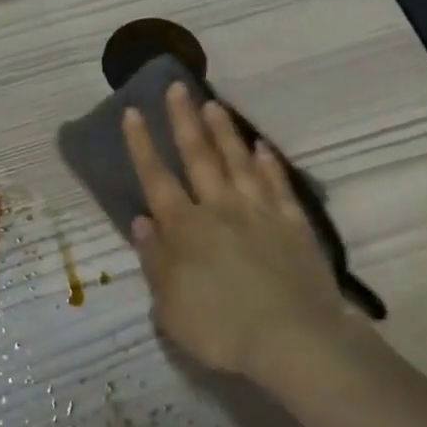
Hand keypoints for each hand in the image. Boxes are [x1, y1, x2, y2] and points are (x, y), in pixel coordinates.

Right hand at [123, 82, 358, 381]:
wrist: (293, 339)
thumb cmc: (220, 329)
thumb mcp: (170, 306)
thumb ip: (154, 260)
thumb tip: (141, 221)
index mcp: (184, 229)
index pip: (156, 178)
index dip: (141, 145)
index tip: (133, 112)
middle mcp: (219, 209)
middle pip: (198, 156)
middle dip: (183, 120)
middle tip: (177, 86)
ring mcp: (259, 212)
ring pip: (237, 162)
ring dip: (223, 131)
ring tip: (213, 103)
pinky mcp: (292, 224)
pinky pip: (277, 184)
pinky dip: (268, 163)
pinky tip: (261, 147)